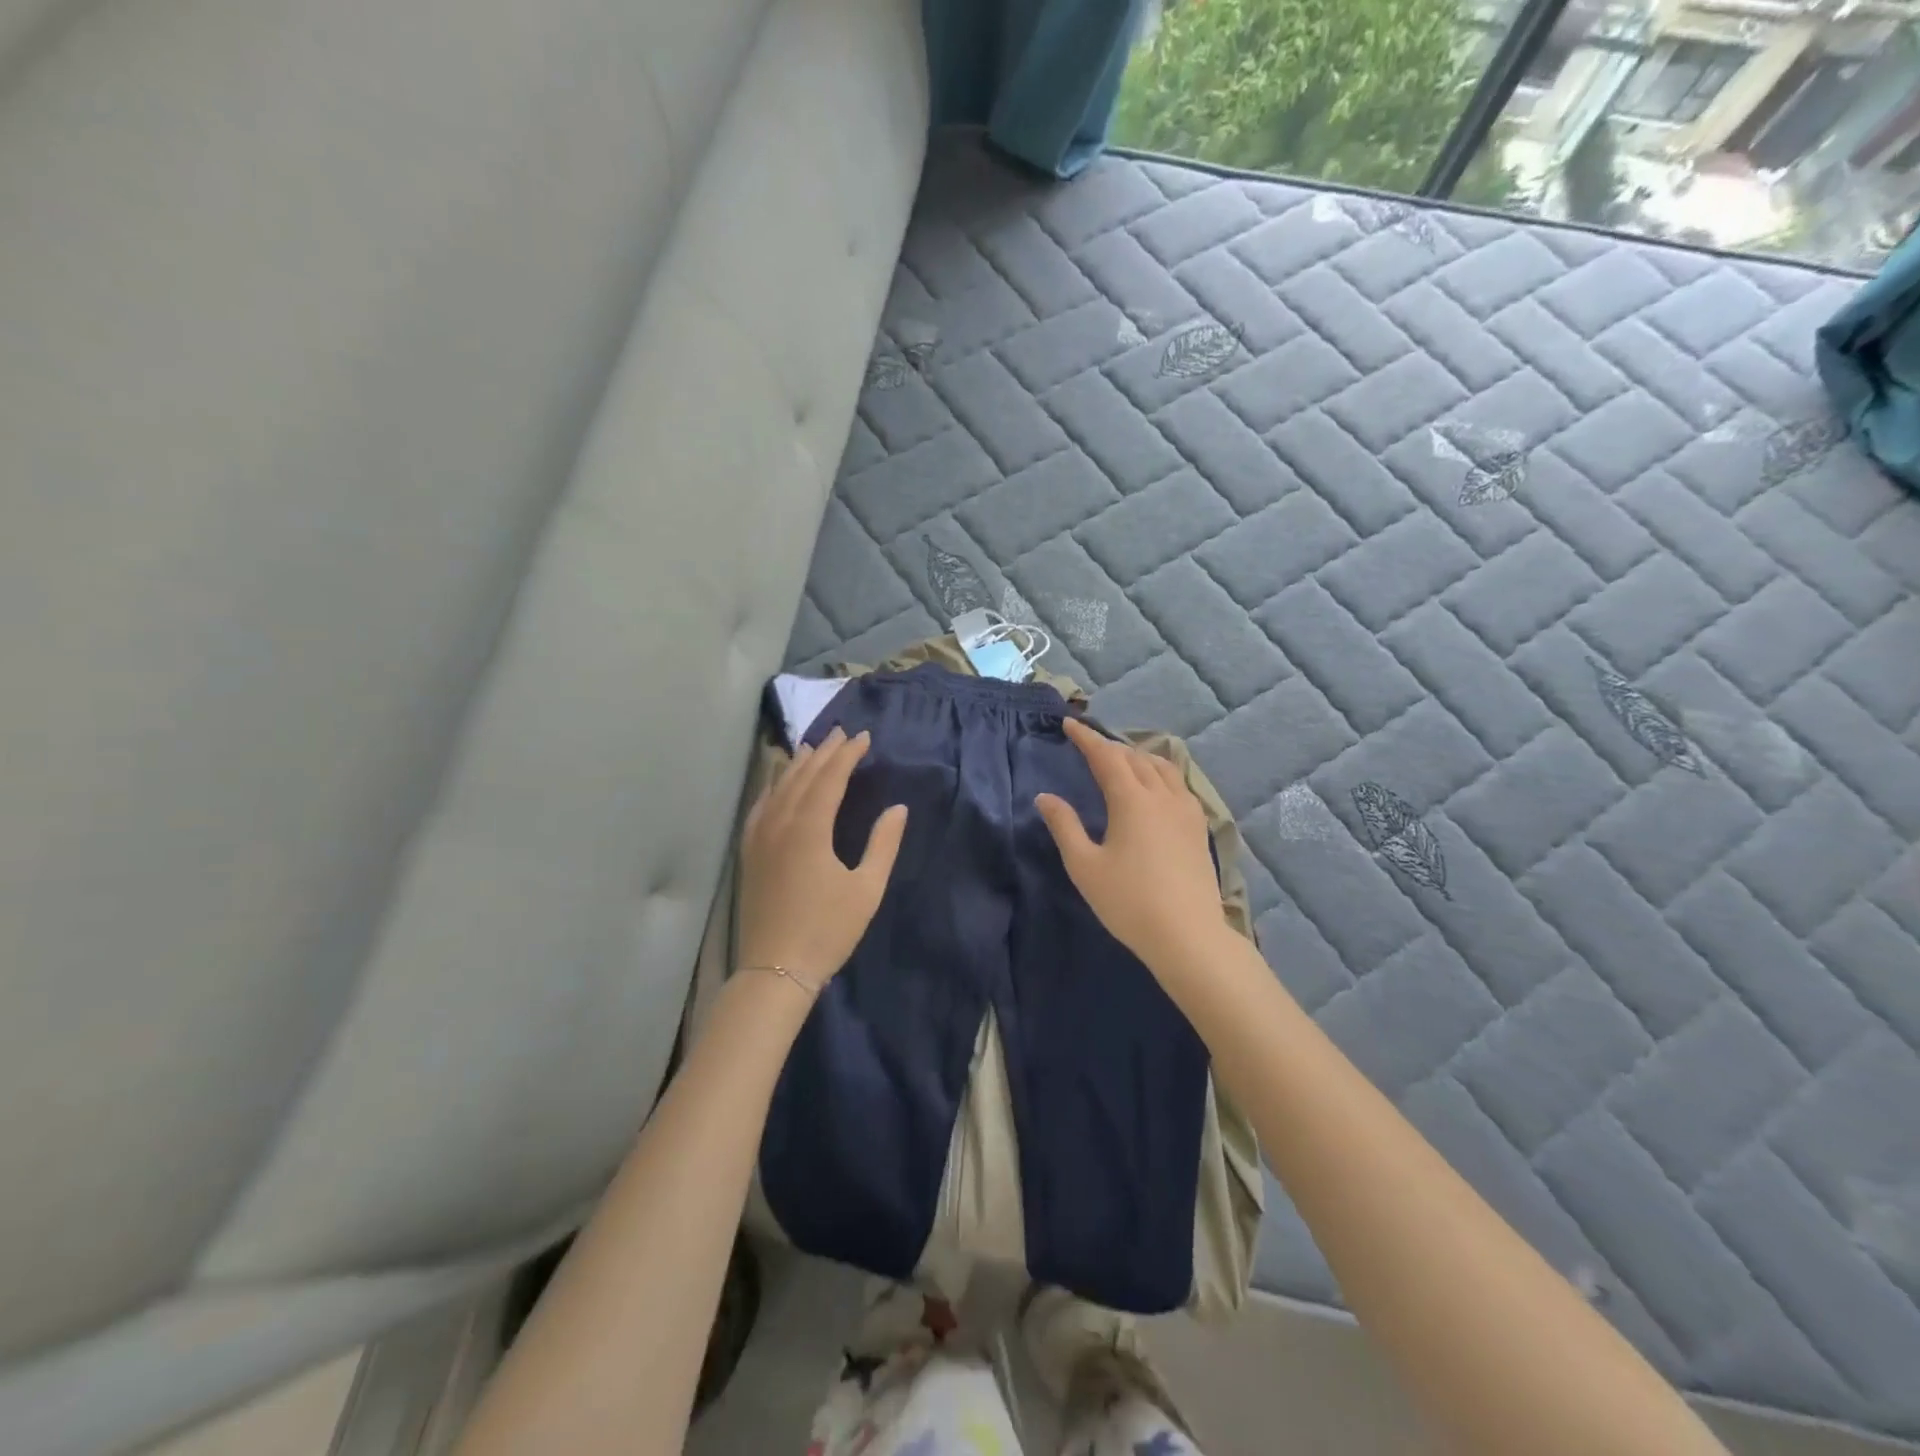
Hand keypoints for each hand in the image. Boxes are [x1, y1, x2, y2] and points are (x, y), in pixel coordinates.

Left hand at [736, 727, 907, 989]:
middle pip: (803, 777)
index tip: (863, 737)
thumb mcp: (866, 888)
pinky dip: (772, 788)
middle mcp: (781, 824)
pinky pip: (760, 808)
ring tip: (812, 747)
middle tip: (841, 733)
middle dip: (824, 753)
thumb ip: (883, 844)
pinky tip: (777, 784)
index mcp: (810, 829)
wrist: (775, 970)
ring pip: (779, 788)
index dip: (847, 755)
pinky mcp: (750, 853)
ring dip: (797, 765)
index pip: (830, 779)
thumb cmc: (827, 930)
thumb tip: (898, 808)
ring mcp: (760, 838)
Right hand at [1035, 718, 1225, 973]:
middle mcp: (1162, 796)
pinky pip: (1178, 784)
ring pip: (1162, 767)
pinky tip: (1156, 788)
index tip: (1069, 724)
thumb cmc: (1129, 902)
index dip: (1086, 738)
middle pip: (1135, 758)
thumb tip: (1045, 797)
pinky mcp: (1199, 827)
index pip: (1106, 756)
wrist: (1188, 936)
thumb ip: (1064, 826)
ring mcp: (1187, 810)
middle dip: (1110, 746)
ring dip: (1138, 757)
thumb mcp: (1085, 866)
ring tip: (1122, 760)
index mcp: (1132, 800)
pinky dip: (1160, 773)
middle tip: (1090, 744)